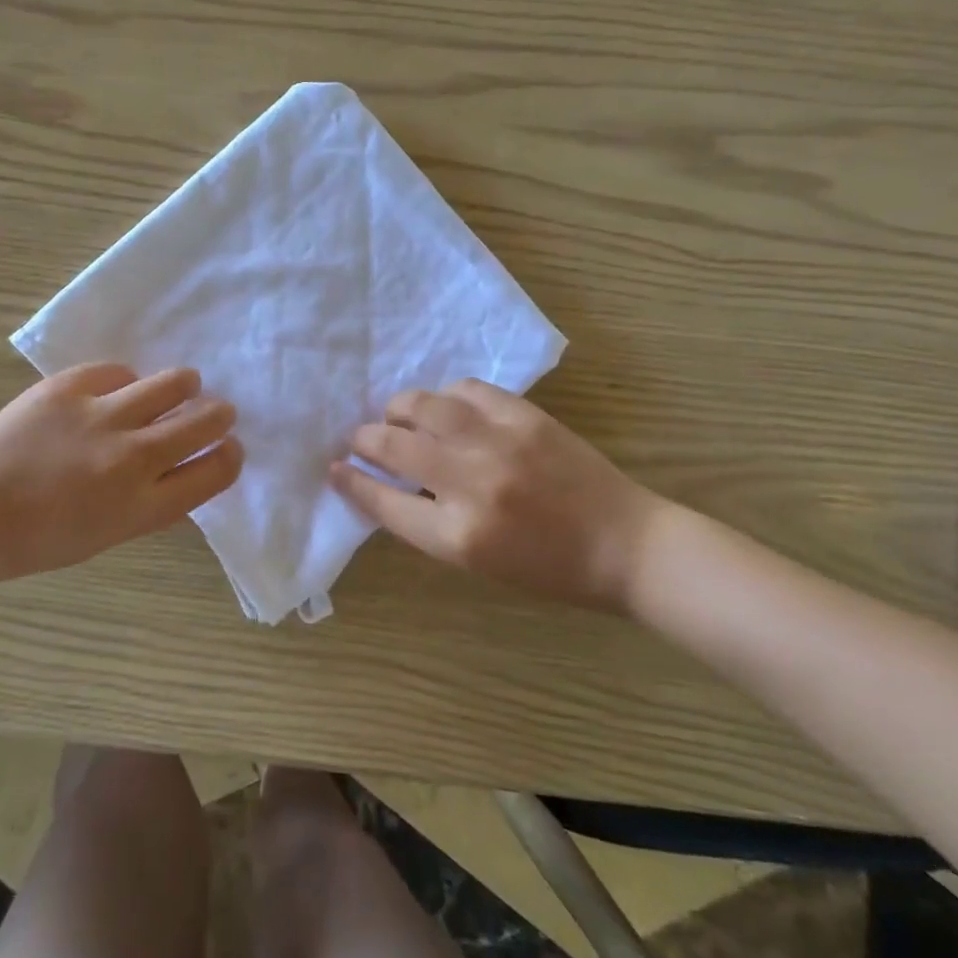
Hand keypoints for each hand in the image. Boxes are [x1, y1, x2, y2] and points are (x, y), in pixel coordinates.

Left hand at [0, 364, 241, 584]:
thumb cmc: (33, 541)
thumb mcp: (105, 538)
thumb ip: (150, 506)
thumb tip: (182, 476)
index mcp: (141, 506)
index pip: (215, 472)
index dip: (231, 456)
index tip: (230, 447)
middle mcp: (131, 458)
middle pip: (204, 422)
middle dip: (219, 415)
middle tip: (215, 412)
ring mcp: (100, 416)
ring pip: (173, 383)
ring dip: (185, 387)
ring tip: (180, 388)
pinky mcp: (69, 387)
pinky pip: (119, 371)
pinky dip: (126, 381)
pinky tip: (118, 390)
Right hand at [330, 379, 662, 610]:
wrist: (623, 545)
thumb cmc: (547, 568)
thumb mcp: (477, 561)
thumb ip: (426, 522)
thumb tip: (385, 483)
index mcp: (457, 535)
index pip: (383, 502)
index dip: (352, 482)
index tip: (335, 468)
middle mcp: (471, 484)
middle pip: (393, 446)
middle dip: (364, 439)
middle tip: (359, 438)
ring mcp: (499, 443)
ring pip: (424, 406)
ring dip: (399, 409)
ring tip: (398, 416)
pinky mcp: (525, 416)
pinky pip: (467, 390)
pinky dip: (446, 397)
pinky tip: (448, 408)